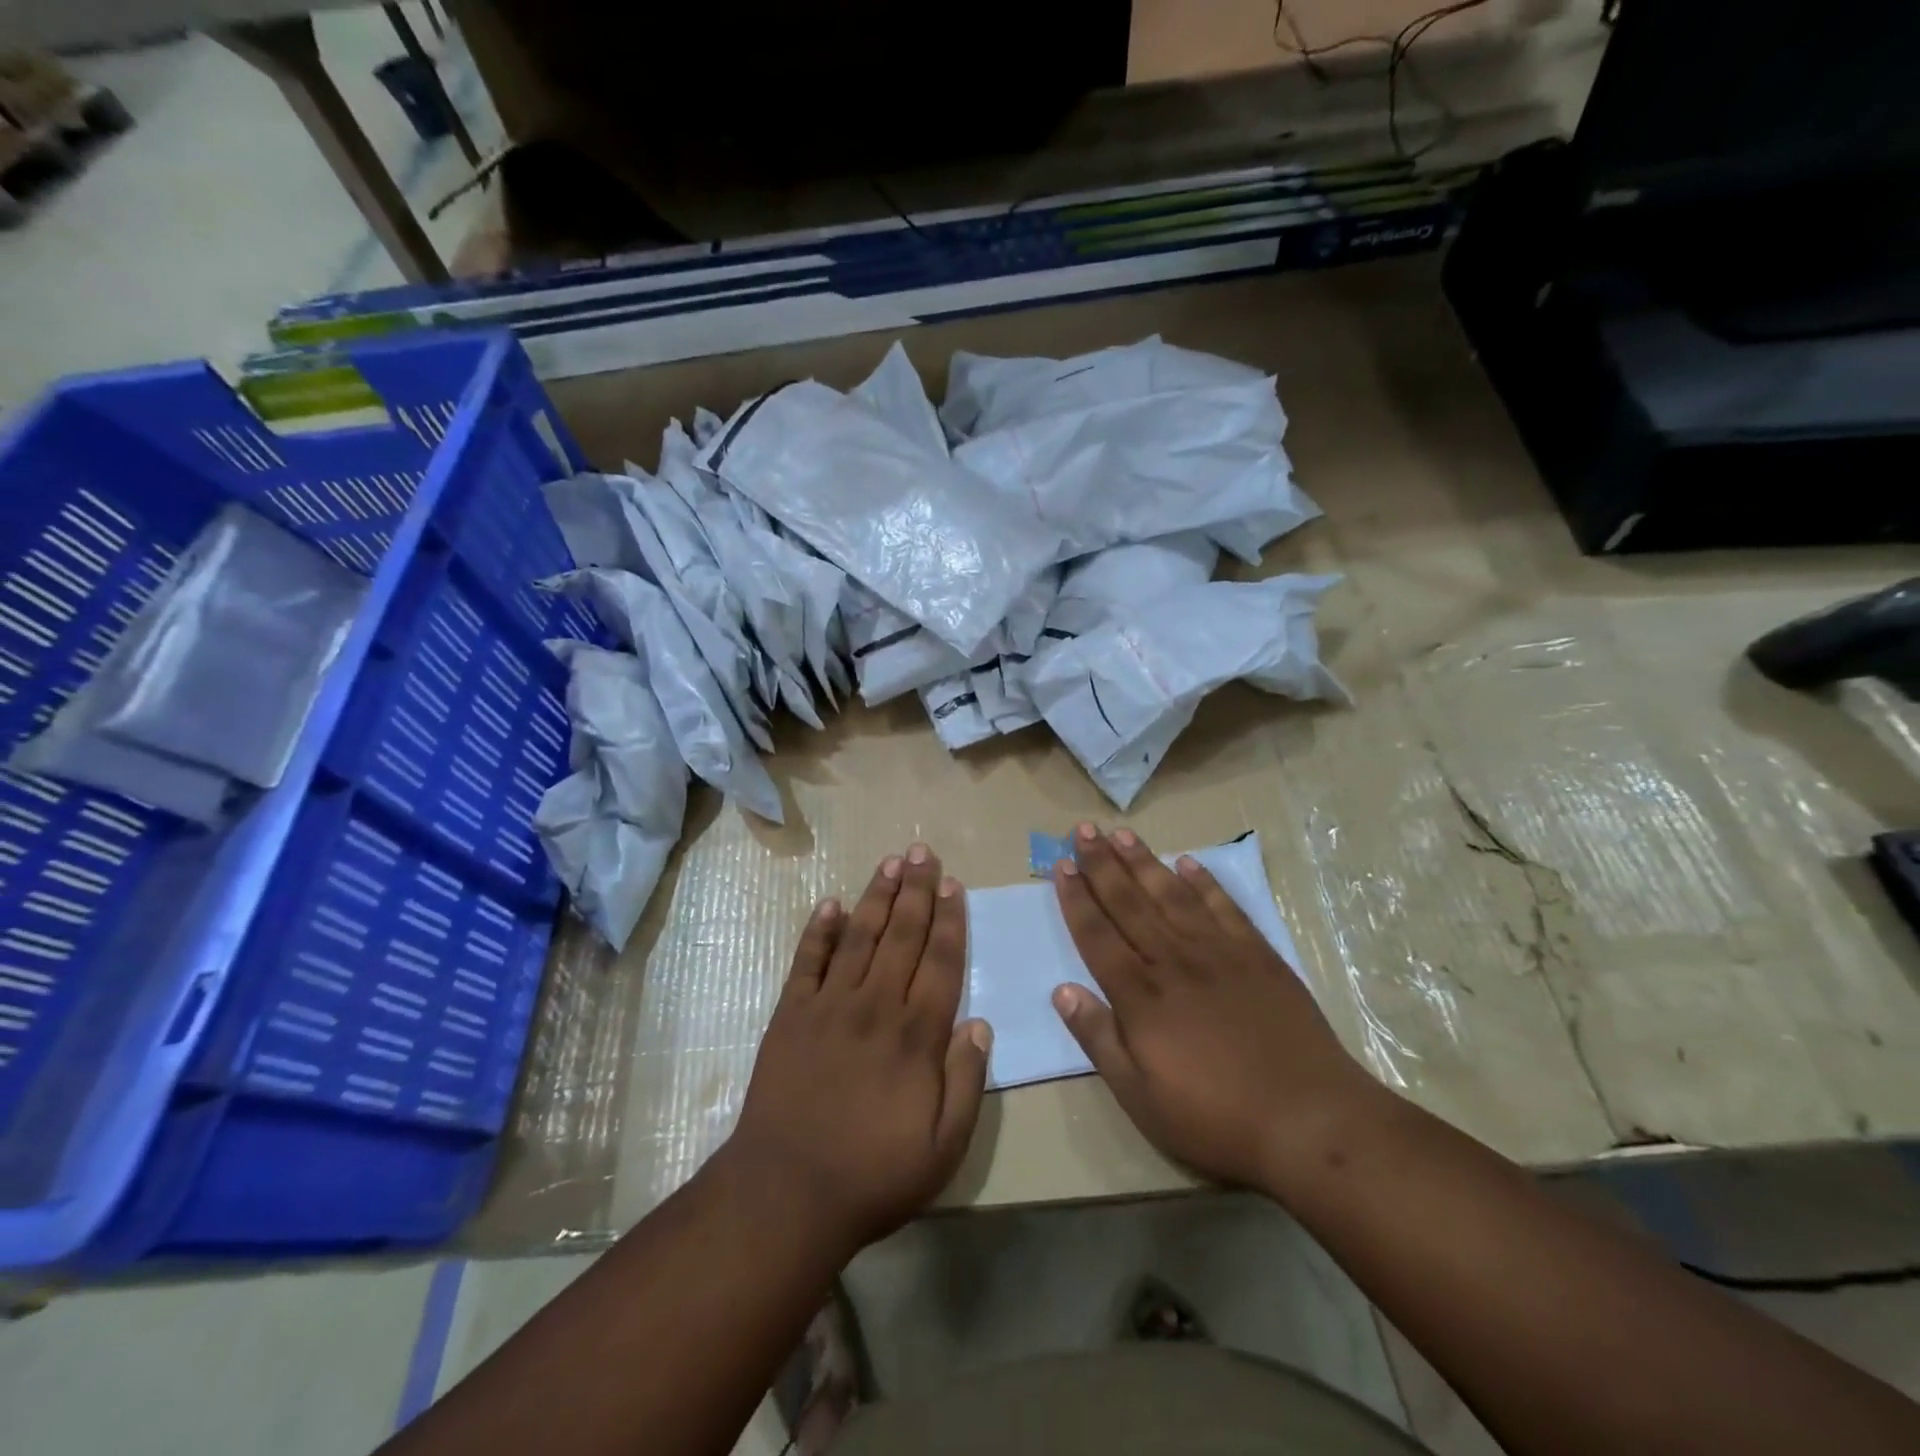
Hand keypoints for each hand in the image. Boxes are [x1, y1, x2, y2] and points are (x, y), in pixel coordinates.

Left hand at [723, 843, 991, 1258]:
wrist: (787, 1193)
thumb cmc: (874, 1174)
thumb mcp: (944, 1147)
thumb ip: (967, 1082)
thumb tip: (980, 1024)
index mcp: (916, 1035)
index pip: (940, 962)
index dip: (949, 920)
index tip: (953, 885)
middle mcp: (875, 1006)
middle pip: (901, 935)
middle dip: (916, 891)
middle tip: (923, 851)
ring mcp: (829, 1005)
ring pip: (859, 937)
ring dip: (876, 897)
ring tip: (890, 862)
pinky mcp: (791, 1014)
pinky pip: (807, 961)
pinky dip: (819, 930)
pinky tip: (831, 904)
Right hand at [1050, 824, 1377, 1191]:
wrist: (1310, 1119)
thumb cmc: (1216, 1117)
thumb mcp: (1141, 1097)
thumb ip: (1099, 1039)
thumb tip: (1062, 991)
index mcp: (1141, 995)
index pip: (1097, 934)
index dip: (1077, 898)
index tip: (1061, 865)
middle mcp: (1174, 960)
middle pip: (1129, 902)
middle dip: (1102, 864)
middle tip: (1084, 830)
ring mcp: (1219, 953)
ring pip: (1172, 895)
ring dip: (1144, 862)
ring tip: (1123, 834)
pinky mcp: (1258, 955)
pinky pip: (1224, 907)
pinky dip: (1204, 882)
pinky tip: (1188, 863)